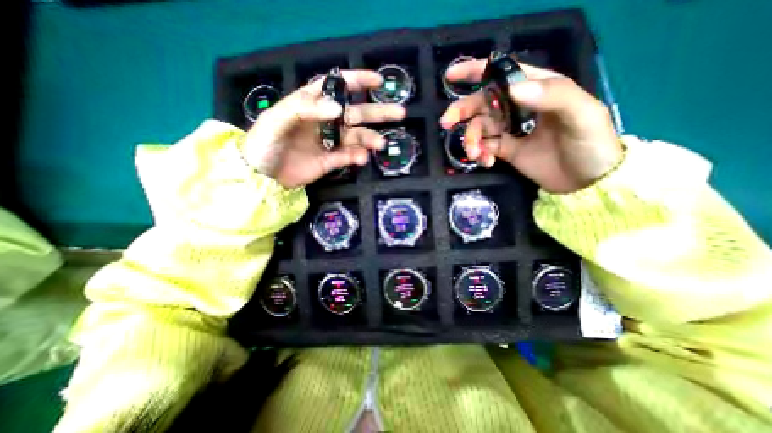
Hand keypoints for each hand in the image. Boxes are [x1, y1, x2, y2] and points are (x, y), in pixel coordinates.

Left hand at [243, 70, 405, 187]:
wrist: (262, 176)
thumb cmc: (264, 142)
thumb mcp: (277, 119)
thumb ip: (305, 109)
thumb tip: (338, 109)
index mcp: (312, 104)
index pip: (337, 87)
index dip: (358, 81)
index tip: (377, 81)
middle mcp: (326, 121)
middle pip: (356, 113)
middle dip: (378, 112)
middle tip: (400, 112)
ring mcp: (330, 142)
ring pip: (357, 137)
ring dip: (370, 138)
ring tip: (380, 143)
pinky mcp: (332, 160)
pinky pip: (349, 156)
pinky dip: (358, 157)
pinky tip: (362, 158)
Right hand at [440, 58, 619, 192]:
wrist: (586, 181)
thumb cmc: (591, 143)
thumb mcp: (582, 114)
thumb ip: (552, 96)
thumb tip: (511, 89)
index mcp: (537, 89)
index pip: (503, 73)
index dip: (476, 71)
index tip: (451, 76)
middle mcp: (518, 107)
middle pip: (482, 103)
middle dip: (463, 111)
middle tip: (447, 122)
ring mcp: (510, 130)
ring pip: (479, 128)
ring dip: (471, 140)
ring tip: (476, 154)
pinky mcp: (505, 150)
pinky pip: (484, 148)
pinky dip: (480, 154)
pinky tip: (486, 162)